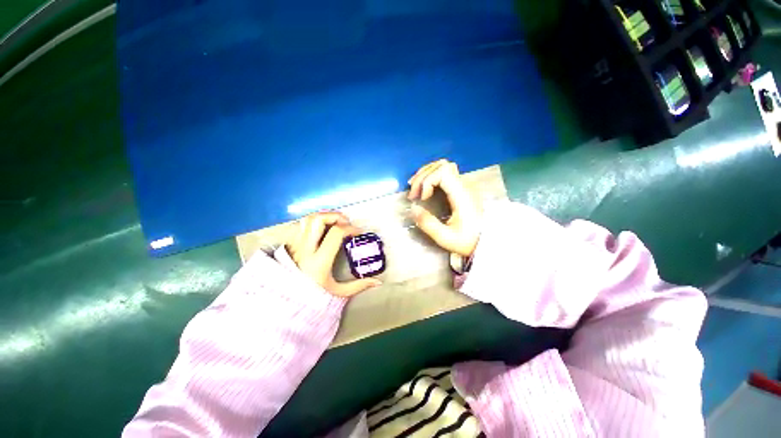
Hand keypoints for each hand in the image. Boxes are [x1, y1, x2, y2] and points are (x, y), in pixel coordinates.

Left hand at [286, 212, 381, 296]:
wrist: (284, 303)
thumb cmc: (312, 297)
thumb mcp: (337, 292)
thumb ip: (358, 286)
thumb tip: (378, 282)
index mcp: (319, 261)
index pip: (336, 233)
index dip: (350, 228)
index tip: (359, 232)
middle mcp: (306, 249)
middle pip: (319, 219)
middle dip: (336, 216)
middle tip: (346, 222)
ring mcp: (295, 245)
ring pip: (308, 219)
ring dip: (324, 216)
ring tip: (335, 222)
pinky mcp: (290, 244)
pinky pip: (301, 224)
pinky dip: (314, 221)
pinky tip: (323, 227)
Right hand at [407, 160, 480, 256]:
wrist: (486, 241)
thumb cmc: (467, 240)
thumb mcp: (446, 237)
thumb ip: (428, 224)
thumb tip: (413, 208)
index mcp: (462, 195)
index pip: (443, 172)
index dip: (427, 181)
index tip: (423, 198)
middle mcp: (464, 185)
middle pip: (442, 165)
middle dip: (423, 176)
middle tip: (413, 193)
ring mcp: (464, 185)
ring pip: (443, 166)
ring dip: (426, 174)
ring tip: (415, 188)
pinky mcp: (462, 188)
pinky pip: (444, 173)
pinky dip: (431, 177)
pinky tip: (424, 188)